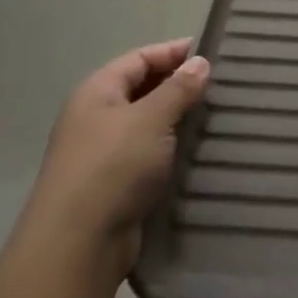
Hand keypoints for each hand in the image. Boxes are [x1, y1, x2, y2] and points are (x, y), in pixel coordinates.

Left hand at [27, 39, 209, 276]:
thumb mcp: (151, 118)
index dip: (173, 52)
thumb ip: (178, 88)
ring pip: (147, 125)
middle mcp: (95, 118)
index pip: (139, 58)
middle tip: (220, 87)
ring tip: (216, 118)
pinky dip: (171, 151)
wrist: (77, 245)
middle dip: (178, 86)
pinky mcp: (113, 186)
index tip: (211, 52)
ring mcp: (102, 154)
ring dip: (177, 120)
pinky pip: (148, 155)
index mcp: (97, 92)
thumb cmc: (113, 167)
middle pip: (142, 89)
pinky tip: (197, 153)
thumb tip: (199, 62)